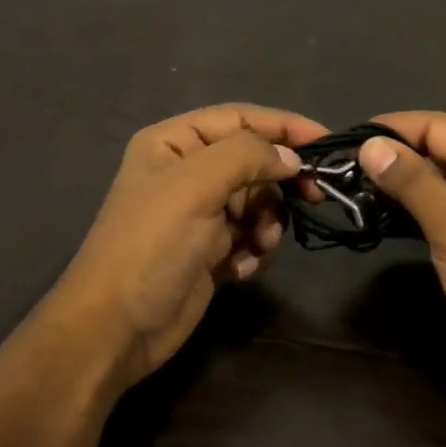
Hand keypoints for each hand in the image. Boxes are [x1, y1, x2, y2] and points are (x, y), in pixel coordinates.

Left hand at [51, 104, 328, 390]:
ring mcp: (199, 214)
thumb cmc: (153, 246)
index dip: (284, 125)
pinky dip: (253, 249)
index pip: (239, 118)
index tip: (326, 143)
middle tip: (313, 197)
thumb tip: (291, 156)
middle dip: (278, 182)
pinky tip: (239, 268)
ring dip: (267, 222)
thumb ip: (247, 156)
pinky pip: (250, 236)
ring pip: (258, 202)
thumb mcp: (195, 186)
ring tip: (258, 245)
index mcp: (173, 143)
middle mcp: (187, 172)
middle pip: (253, 161)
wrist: (118, 328)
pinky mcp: (210, 251)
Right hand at [358, 112, 445, 413]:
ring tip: (344, 195)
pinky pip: (433, 212)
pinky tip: (372, 218)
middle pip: (431, 151)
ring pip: (428, 184)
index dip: (389, 131)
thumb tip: (369, 144)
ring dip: (392, 189)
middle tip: (335, 175)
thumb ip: (412, 181)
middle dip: (386, 160)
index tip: (340, 144)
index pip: (434, 126)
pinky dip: (405, 213)